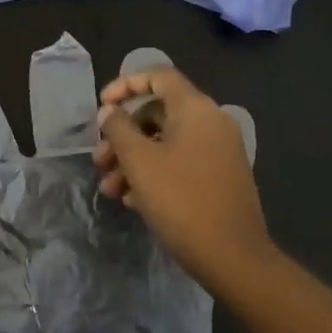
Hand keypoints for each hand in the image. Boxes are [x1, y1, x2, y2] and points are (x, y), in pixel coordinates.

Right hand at [94, 70, 273, 291]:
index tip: (101, 107)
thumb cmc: (182, 200)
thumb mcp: (140, 162)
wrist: (232, 255)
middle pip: (157, 113)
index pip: (158, 76)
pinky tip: (132, 201)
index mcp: (196, 109)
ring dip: (132, 160)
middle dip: (122, 135)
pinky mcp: (218, 177)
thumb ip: (119, 130)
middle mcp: (211, 123)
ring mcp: (218, 151)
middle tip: (99, 161)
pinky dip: (153, 174)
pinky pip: (180, 163)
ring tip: (110, 190)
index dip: (125, 85)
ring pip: (165, 143)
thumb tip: (109, 111)